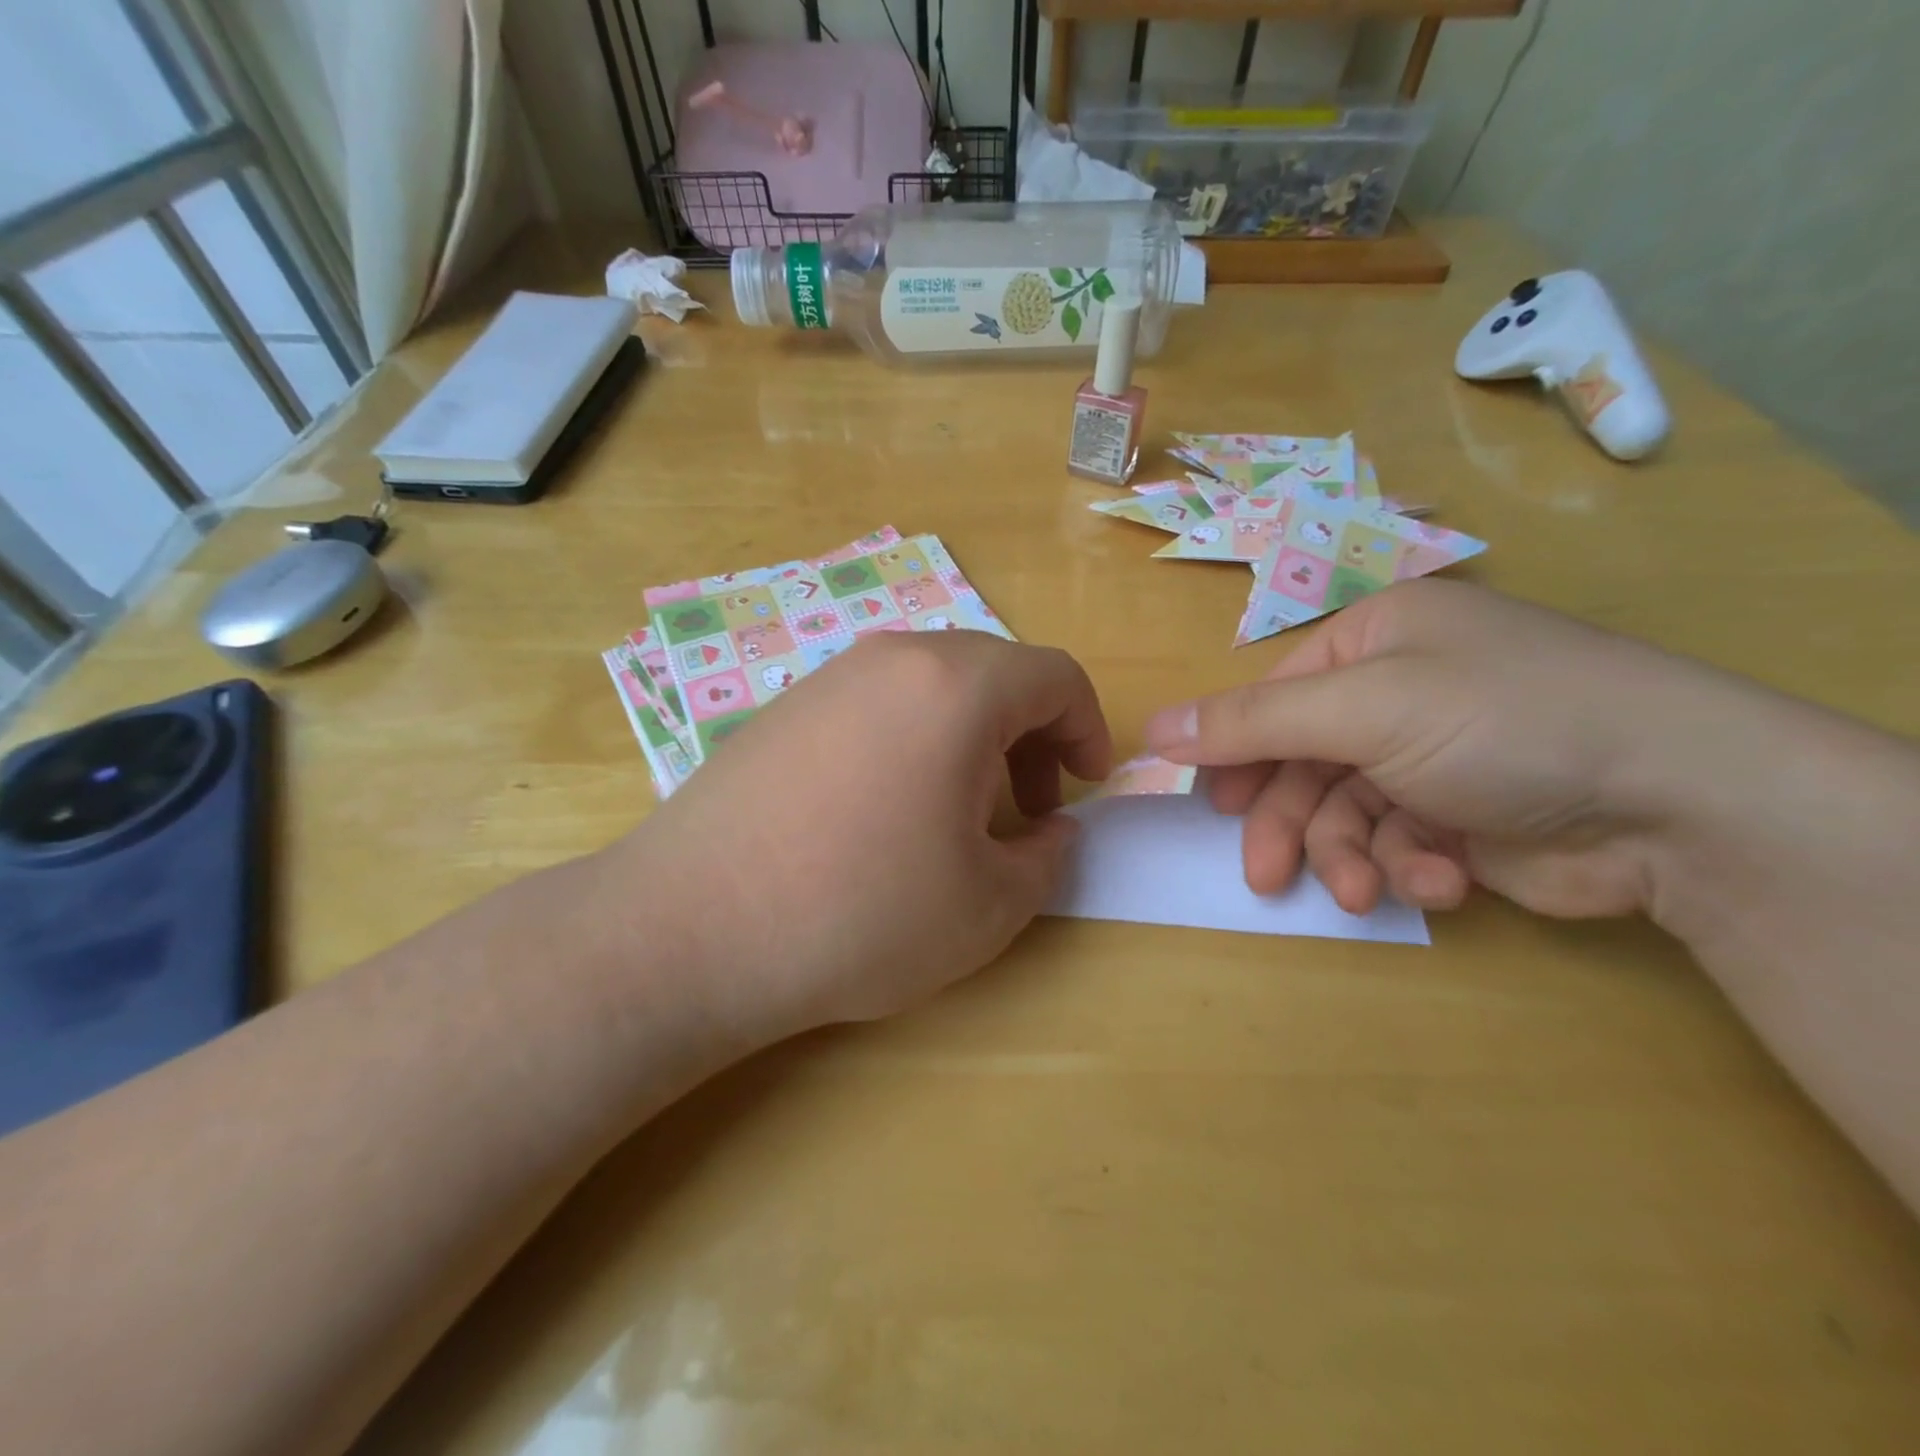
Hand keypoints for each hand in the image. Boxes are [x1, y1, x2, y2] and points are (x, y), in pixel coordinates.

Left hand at [615, 632, 1111, 1042]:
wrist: (690, 931)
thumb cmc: (861, 913)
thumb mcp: (988, 905)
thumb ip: (1047, 857)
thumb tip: (1052, 829)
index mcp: (956, 686)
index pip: (1055, 675)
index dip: (1088, 729)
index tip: (1086, 786)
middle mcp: (893, 659)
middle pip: (994, 673)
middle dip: (1030, 736)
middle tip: (1025, 808)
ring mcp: (830, 678)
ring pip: (934, 686)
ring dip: (971, 738)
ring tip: (957, 815)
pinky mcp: (785, 708)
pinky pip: (878, 704)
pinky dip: (914, 740)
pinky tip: (886, 811)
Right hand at [1144, 580, 1706, 918]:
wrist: (1679, 801)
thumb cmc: (1499, 721)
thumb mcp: (1360, 708)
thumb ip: (1249, 723)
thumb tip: (1151, 729)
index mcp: (1375, 640)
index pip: (1274, 696)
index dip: (1237, 752)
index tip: (1211, 805)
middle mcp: (1399, 692)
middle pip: (1306, 762)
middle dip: (1292, 823)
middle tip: (1268, 875)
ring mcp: (1432, 756)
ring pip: (1348, 813)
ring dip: (1351, 855)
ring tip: (1364, 890)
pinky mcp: (1463, 818)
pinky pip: (1401, 842)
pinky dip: (1411, 867)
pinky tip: (1442, 879)